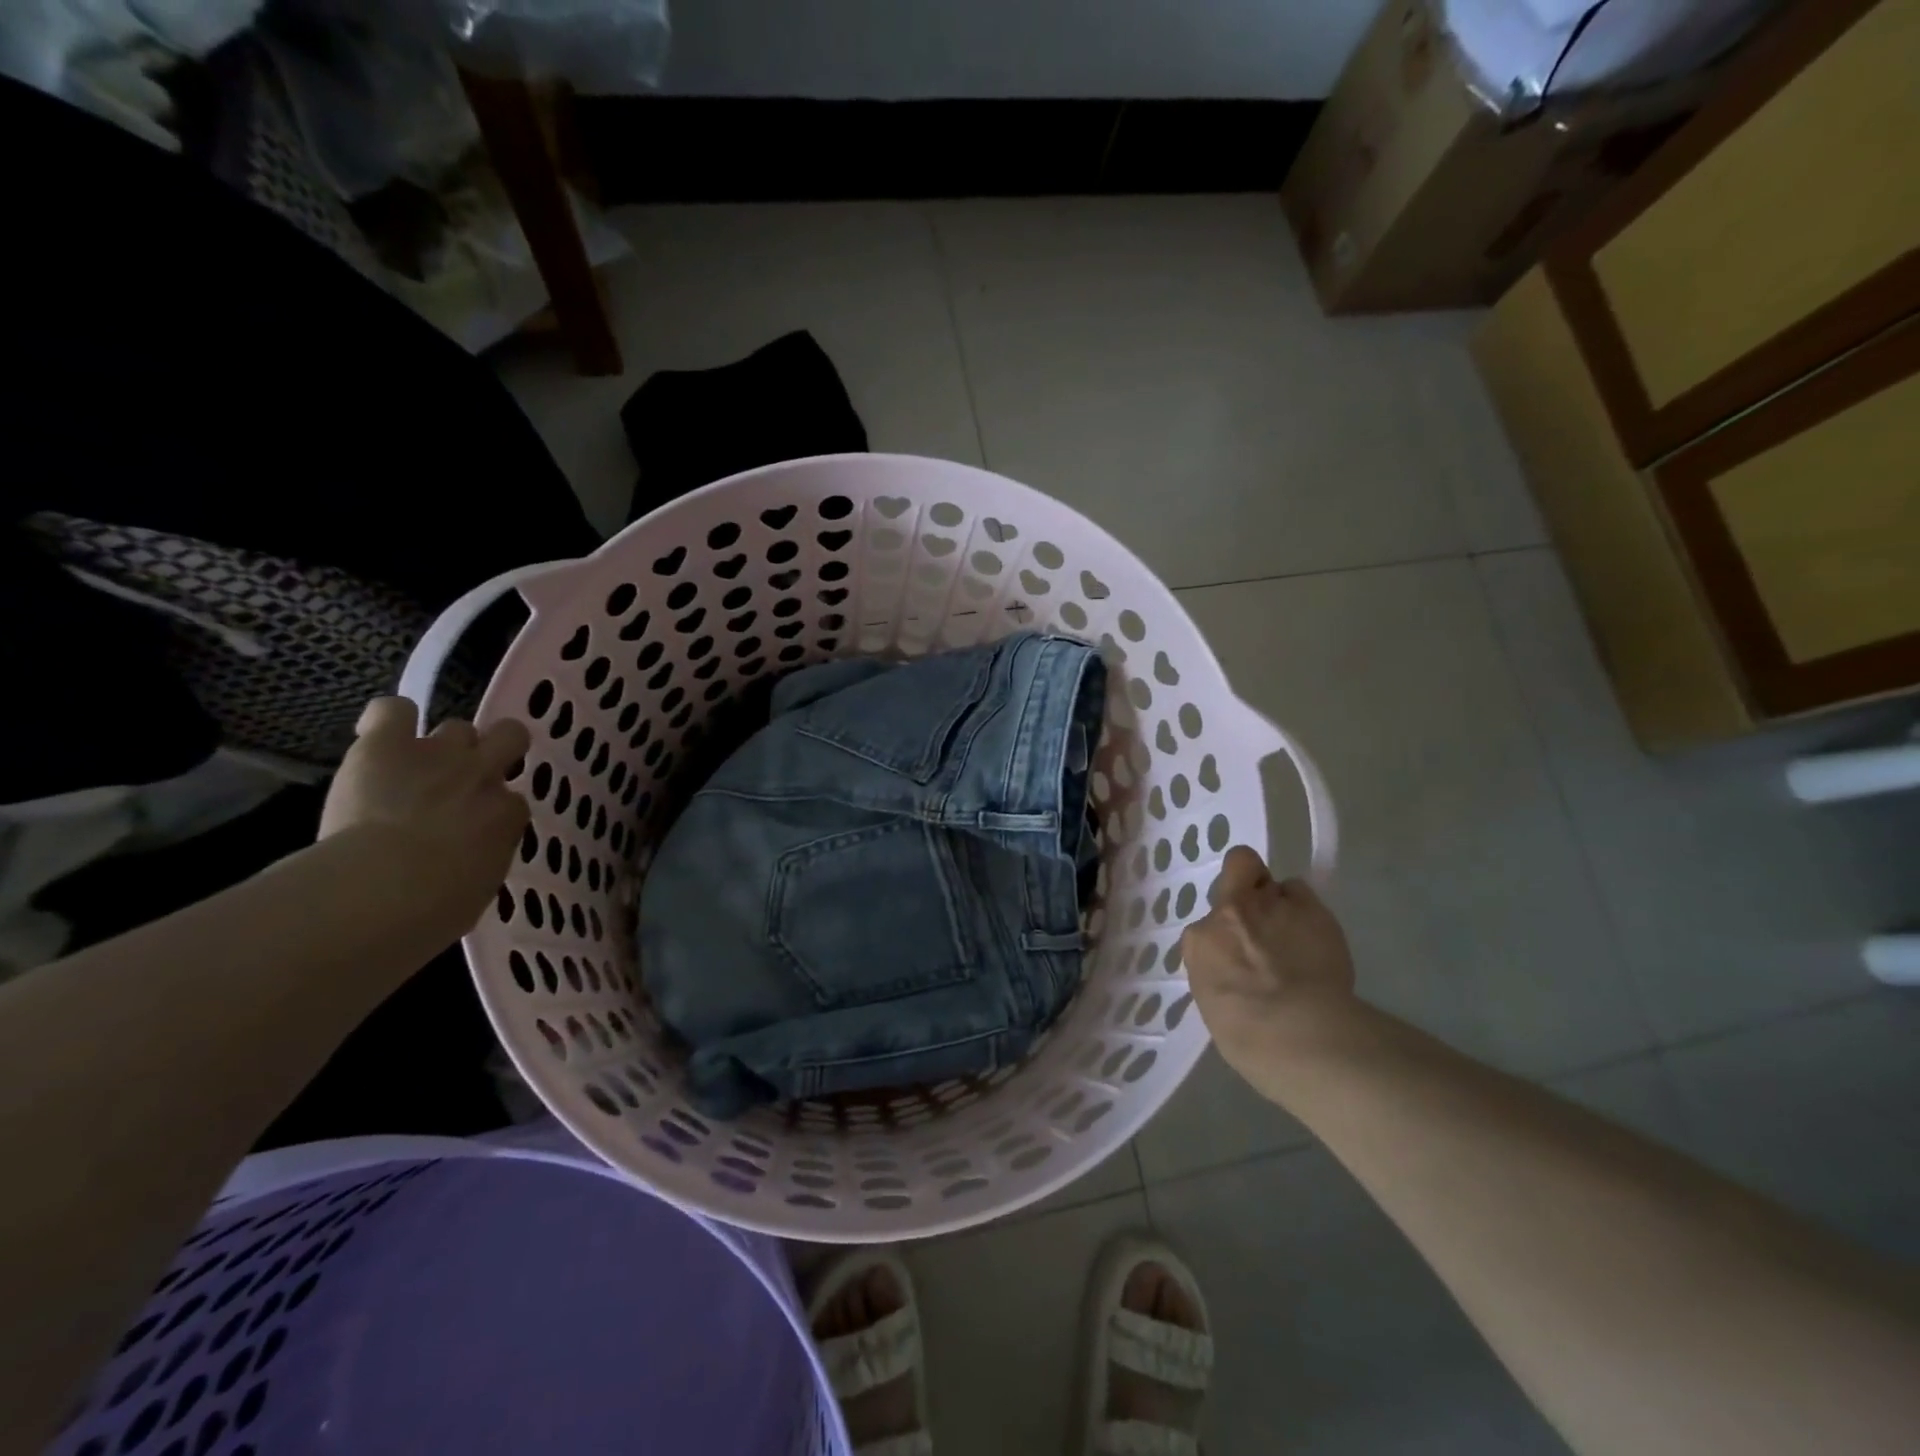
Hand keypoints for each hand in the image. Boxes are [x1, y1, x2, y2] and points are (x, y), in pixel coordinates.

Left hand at [319, 697, 530, 929]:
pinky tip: (380, 737)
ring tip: (415, 766)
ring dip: (441, 745)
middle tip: (469, 775)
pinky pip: (393, 710)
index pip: (512, 800)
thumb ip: (483, 858)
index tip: (474, 829)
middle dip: (495, 749)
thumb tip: (471, 857)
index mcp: (508, 815)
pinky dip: (389, 720)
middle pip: (509, 735)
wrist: (382, 890)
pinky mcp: (387, 745)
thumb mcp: (479, 888)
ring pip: (457, 726)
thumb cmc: (434, 909)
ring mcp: (437, 755)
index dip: (492, 810)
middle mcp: (482, 776)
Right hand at [1181, 846, 1356, 1094]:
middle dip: (1248, 885)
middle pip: (1237, 869)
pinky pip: (1302, 893)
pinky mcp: (1308, 906)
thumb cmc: (1248, 1036)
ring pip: (1276, 884)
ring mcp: (1269, 903)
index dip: (1226, 932)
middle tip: (1265, 916)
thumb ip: (1222, 972)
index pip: (1208, 924)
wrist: (1295, 1032)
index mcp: (1200, 941)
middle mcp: (1229, 911)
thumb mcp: (1215, 1003)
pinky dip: (1307, 910)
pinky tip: (1317, 938)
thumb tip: (1237, 971)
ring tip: (1299, 933)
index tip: (1238, 949)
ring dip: (1282, 901)